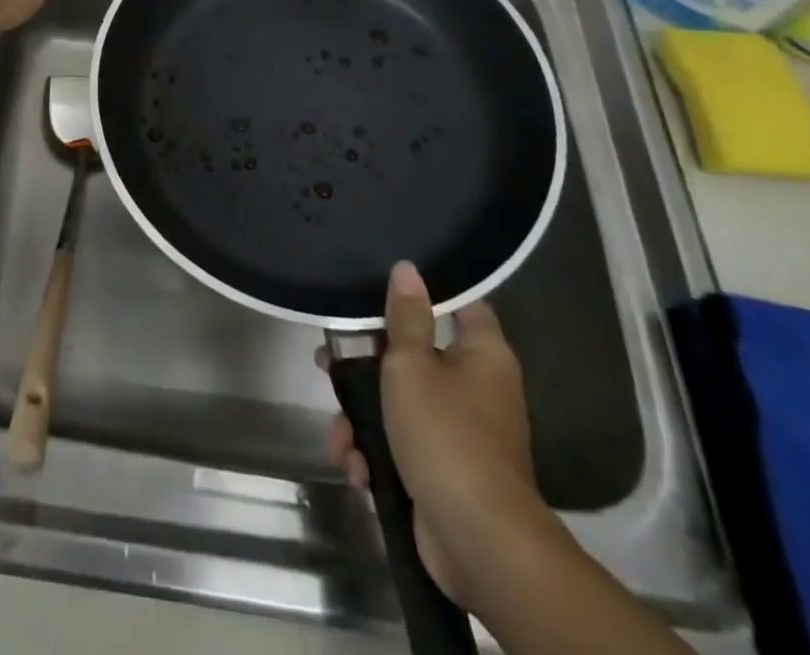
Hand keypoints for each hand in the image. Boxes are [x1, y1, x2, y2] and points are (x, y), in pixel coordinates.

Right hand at [321, 263, 550, 608]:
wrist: (478, 542)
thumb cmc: (445, 434)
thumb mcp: (411, 365)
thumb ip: (405, 317)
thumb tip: (408, 268)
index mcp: (482, 354)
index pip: (459, 304)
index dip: (424, 290)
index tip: (382, 283)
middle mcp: (476, 388)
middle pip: (413, 356)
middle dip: (365, 366)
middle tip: (328, 362)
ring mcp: (460, 433)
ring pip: (399, 405)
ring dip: (361, 420)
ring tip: (339, 435)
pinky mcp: (443, 472)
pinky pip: (402, 447)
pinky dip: (375, 456)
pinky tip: (356, 468)